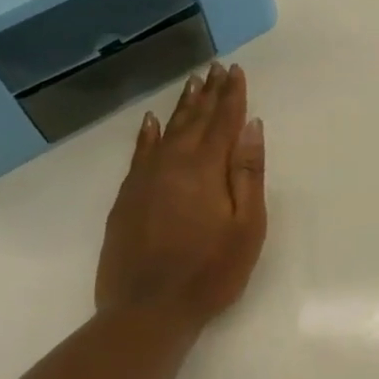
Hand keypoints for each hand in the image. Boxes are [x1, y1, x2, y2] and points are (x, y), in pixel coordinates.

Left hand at [94, 62, 267, 331]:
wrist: (147, 310)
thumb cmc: (211, 270)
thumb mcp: (246, 225)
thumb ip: (248, 173)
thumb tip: (252, 128)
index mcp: (204, 170)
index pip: (223, 122)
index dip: (232, 96)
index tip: (236, 71)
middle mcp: (171, 165)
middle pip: (194, 121)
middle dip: (208, 94)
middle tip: (215, 68)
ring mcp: (144, 181)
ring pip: (167, 133)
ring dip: (182, 107)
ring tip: (192, 83)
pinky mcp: (126, 199)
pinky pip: (139, 154)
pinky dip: (148, 135)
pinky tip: (152, 122)